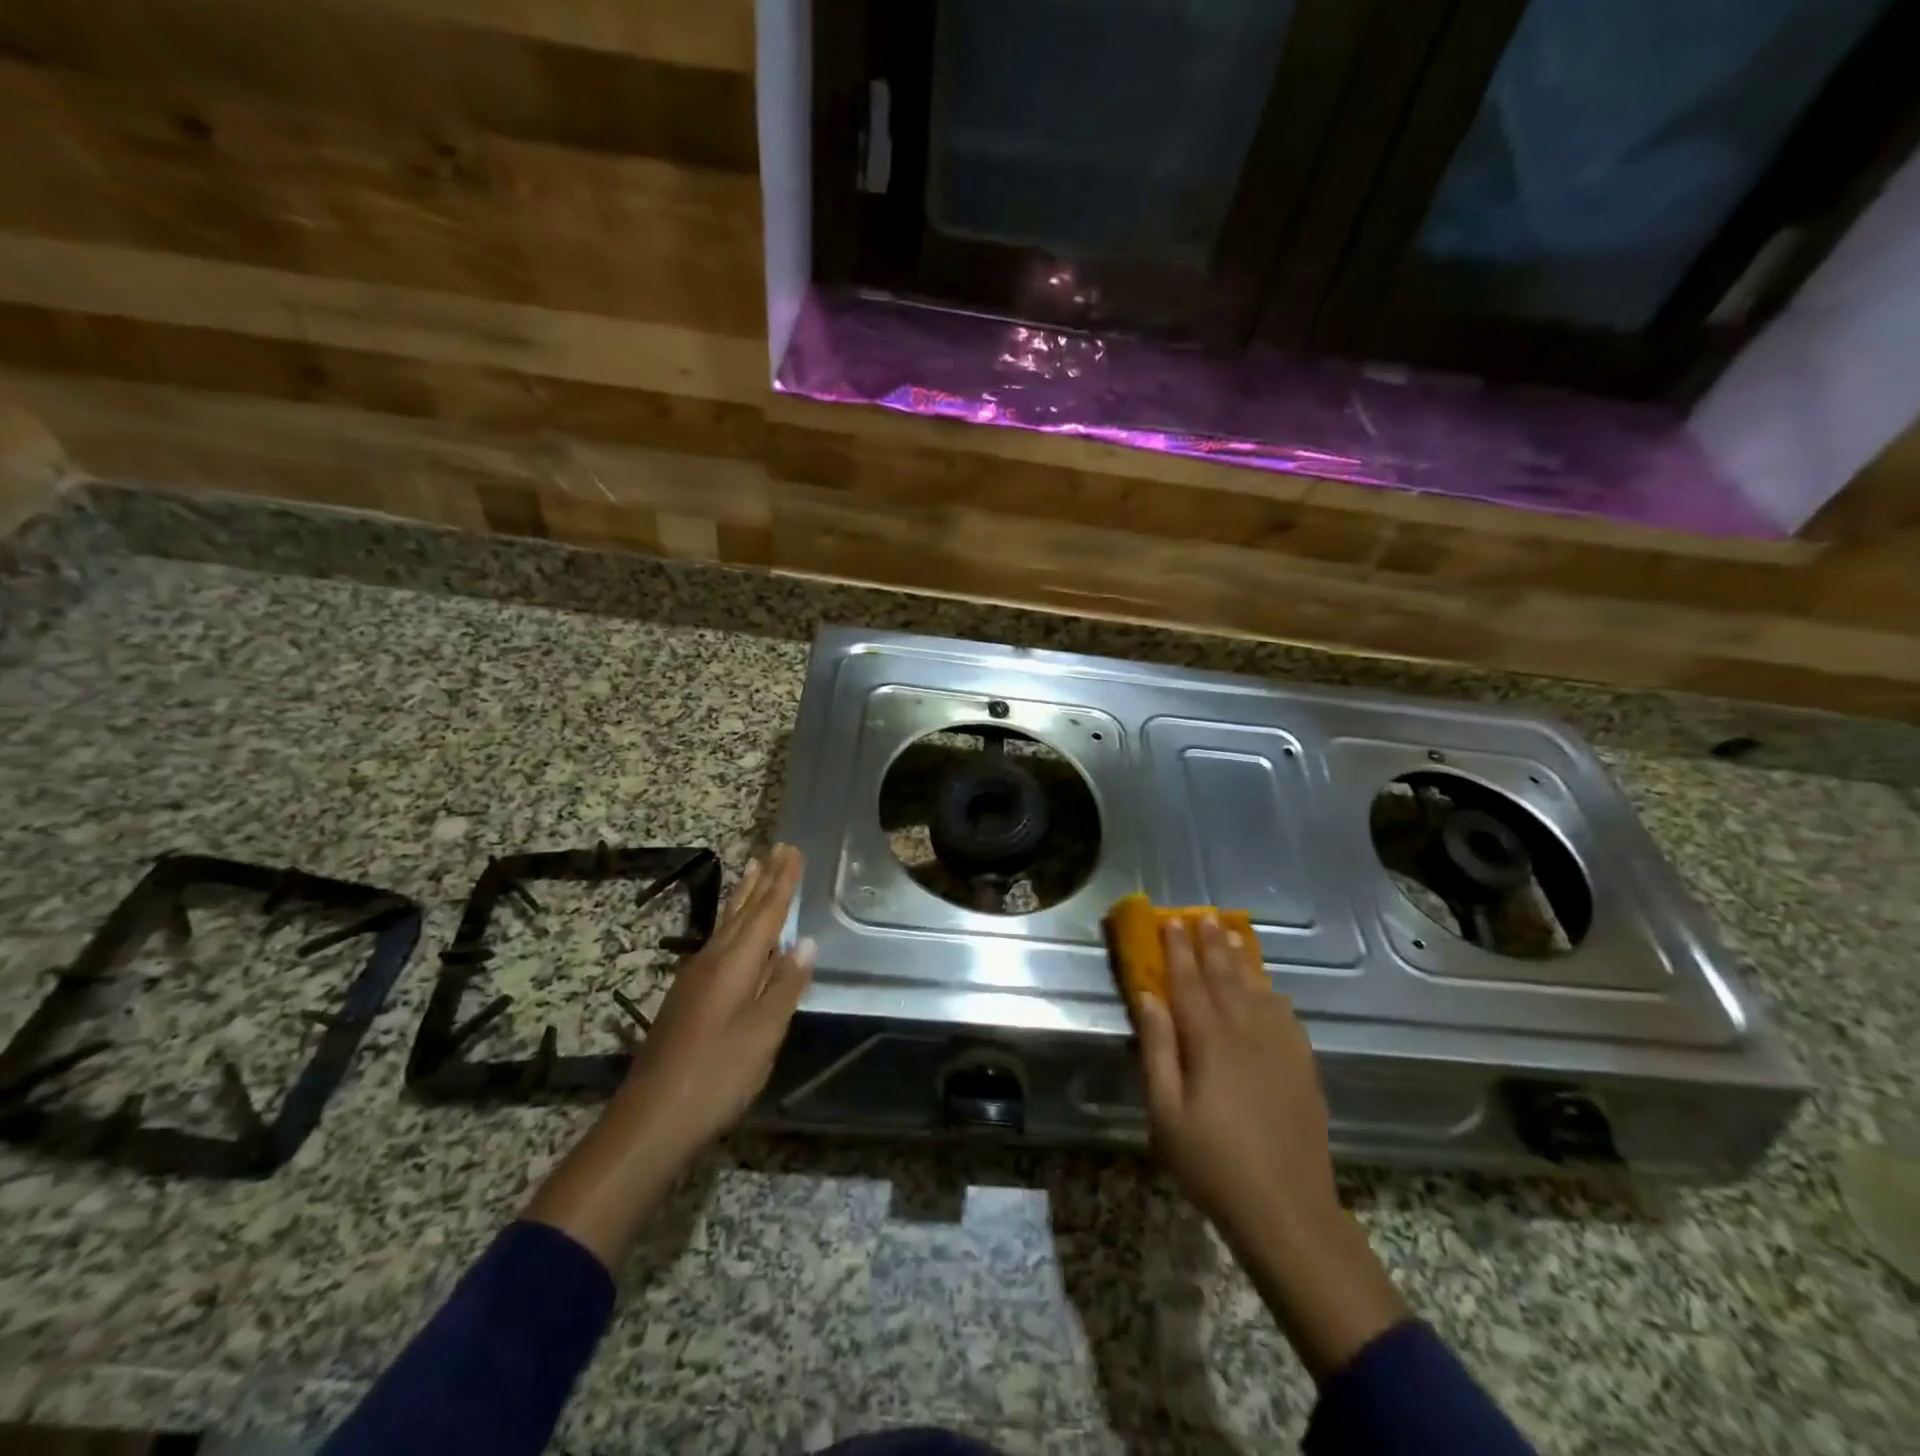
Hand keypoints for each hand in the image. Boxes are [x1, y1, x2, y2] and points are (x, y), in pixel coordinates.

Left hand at [525, 845, 812, 1268]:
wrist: (652, 1118)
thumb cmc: (717, 1074)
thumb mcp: (763, 1033)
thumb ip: (784, 985)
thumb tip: (804, 941)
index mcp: (735, 964)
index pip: (766, 912)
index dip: (783, 882)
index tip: (793, 850)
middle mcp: (713, 960)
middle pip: (744, 911)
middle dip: (764, 879)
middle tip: (777, 848)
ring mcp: (695, 977)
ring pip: (727, 924)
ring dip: (744, 895)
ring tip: (753, 869)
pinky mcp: (687, 996)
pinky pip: (718, 941)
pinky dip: (732, 922)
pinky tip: (733, 930)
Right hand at [1133, 915, 1338, 1242]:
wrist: (1287, 1210)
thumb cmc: (1212, 1163)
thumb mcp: (1165, 1112)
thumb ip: (1156, 1049)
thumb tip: (1148, 997)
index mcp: (1209, 1041)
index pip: (1188, 983)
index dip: (1178, 950)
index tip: (1171, 922)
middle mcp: (1246, 1032)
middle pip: (1225, 977)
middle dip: (1211, 944)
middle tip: (1203, 916)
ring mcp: (1280, 1048)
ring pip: (1258, 990)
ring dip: (1242, 959)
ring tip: (1233, 933)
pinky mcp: (1302, 1067)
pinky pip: (1286, 1015)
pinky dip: (1273, 993)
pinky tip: (1270, 987)